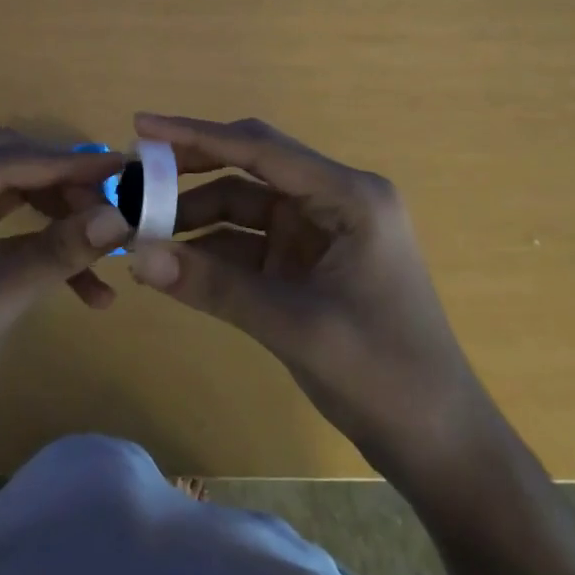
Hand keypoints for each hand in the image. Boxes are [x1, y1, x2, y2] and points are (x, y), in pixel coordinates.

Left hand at [0, 129, 131, 419]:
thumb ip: (57, 252)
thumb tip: (121, 218)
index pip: (2, 161)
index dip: (63, 163)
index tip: (120, 168)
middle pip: (8, 167)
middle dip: (63, 186)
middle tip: (111, 209)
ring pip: (15, 195)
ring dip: (60, 217)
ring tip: (107, 250)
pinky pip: (12, 232)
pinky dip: (47, 249)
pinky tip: (89, 290)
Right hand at [126, 113, 496, 480]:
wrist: (440, 448)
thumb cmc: (385, 375)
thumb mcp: (294, 325)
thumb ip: (214, 285)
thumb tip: (135, 255)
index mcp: (349, 197)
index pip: (260, 150)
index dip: (197, 134)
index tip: (142, 126)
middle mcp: (333, 201)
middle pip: (249, 168)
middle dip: (191, 171)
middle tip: (134, 176)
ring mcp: (318, 233)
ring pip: (242, 206)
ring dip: (194, 216)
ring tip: (140, 228)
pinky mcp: (305, 264)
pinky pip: (247, 243)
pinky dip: (210, 249)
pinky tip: (171, 261)